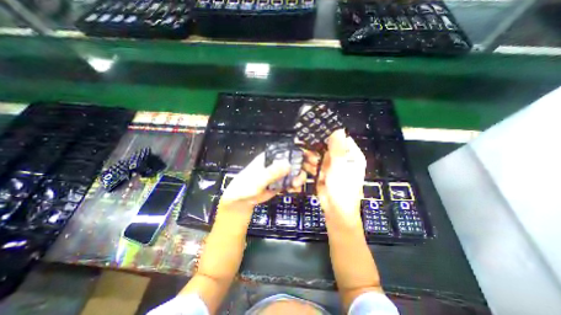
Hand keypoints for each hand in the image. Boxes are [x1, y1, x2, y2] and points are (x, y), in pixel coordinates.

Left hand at [219, 152, 306, 214]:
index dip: (300, 150)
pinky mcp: (281, 183)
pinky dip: (295, 185)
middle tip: (312, 169)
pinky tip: (294, 190)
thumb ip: (271, 173)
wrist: (241, 201)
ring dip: (300, 177)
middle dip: (304, 164)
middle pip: (294, 159)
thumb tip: (287, 165)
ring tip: (296, 185)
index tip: (310, 155)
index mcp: (269, 157)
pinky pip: (292, 181)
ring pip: (295, 171)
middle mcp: (276, 163)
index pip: (287, 149)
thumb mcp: (257, 180)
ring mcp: (279, 173)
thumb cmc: (245, 187)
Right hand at [306, 129, 366, 225]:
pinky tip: (303, 163)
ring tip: (305, 156)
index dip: (330, 134)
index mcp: (351, 155)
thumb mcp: (340, 167)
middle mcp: (341, 158)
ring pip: (319, 154)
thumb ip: (337, 149)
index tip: (317, 131)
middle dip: (317, 146)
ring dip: (312, 155)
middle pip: (328, 146)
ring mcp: (331, 165)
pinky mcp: (322, 172)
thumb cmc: (342, 189)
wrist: (335, 211)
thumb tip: (338, 130)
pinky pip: (315, 163)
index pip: (342, 139)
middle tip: (306, 145)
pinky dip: (309, 163)